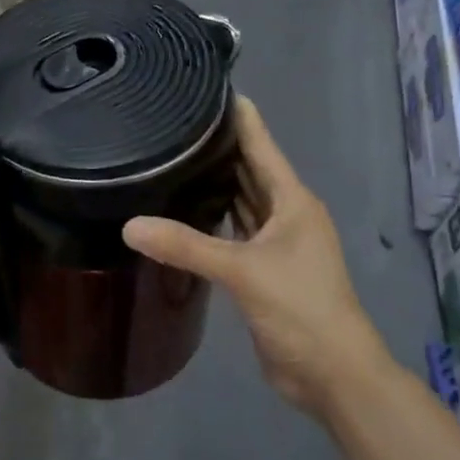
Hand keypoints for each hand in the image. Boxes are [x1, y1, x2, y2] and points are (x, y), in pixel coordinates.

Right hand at [123, 96, 378, 417]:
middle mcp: (286, 215)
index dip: (238, 115)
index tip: (204, 86)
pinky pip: (233, 233)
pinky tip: (183, 213)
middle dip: (218, 147)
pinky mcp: (262, 271)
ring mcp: (276, 244)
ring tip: (171, 158)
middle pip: (249, 171)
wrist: (331, 372)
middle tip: (171, 122)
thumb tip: (129, 225)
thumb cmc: (300, 308)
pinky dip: (212, 222)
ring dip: (215, 185)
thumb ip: (186, 246)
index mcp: (293, 201)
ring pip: (241, 203)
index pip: (261, 144)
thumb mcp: (242, 271)